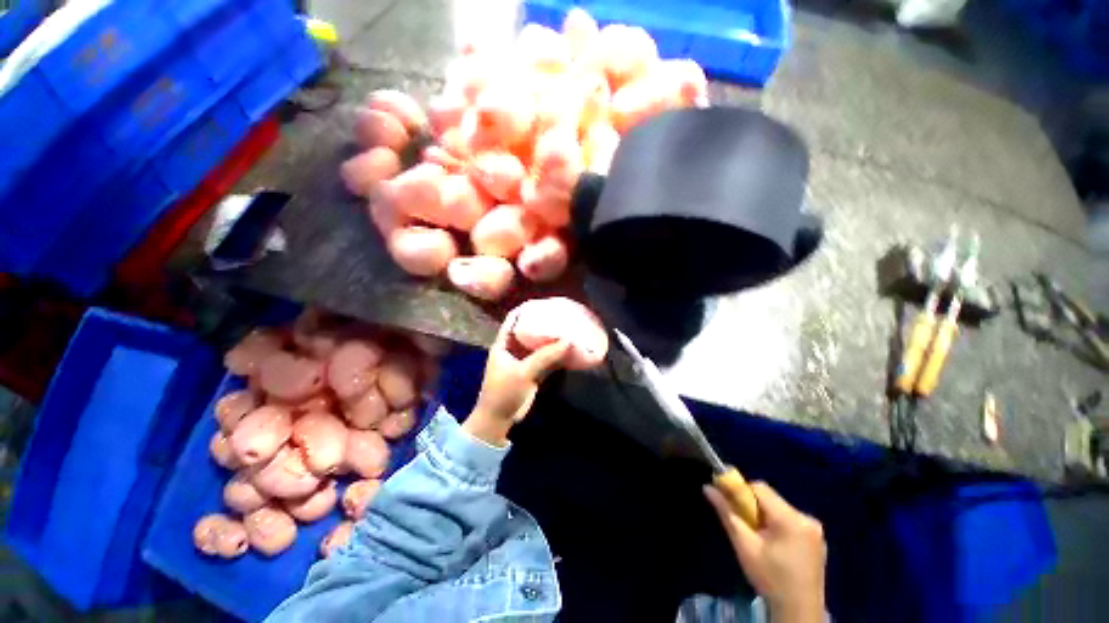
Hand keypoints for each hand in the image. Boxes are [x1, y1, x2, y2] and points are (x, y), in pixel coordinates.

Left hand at [463, 310, 569, 445]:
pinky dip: (556, 355)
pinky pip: (546, 359)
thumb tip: (568, 340)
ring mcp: (524, 361)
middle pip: (528, 330)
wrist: (499, 420)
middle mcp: (513, 349)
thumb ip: (545, 356)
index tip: (542, 302)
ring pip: (539, 345)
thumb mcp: (523, 372)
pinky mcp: (532, 372)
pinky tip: (569, 350)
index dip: (525, 309)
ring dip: (551, 339)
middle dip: (543, 323)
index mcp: (503, 344)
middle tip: (560, 315)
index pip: (513, 319)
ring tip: (568, 329)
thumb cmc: (504, 392)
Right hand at [705, 481, 826, 622]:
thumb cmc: (769, 579)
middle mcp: (806, 518)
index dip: (741, 492)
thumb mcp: (744, 546)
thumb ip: (726, 513)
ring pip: (779, 508)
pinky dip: (778, 525)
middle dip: (753, 507)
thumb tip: (707, 487)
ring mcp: (815, 529)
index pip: (759, 488)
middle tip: (745, 527)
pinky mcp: (817, 539)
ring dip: (765, 516)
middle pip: (770, 498)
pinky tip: (774, 546)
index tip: (731, 505)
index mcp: (790, 518)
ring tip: (758, 538)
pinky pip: (791, 520)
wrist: (799, 613)